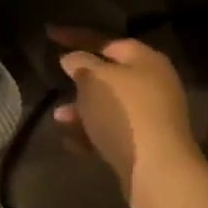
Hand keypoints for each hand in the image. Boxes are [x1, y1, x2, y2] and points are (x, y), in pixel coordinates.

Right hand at [47, 28, 202, 207]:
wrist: (157, 170)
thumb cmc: (124, 112)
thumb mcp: (94, 79)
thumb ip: (80, 63)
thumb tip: (72, 59)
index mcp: (146, 60)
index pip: (106, 41)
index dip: (77, 37)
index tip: (50, 36)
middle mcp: (153, 84)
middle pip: (109, 75)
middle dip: (80, 81)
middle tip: (58, 82)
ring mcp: (151, 116)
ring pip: (108, 106)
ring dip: (81, 111)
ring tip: (59, 119)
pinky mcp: (145, 145)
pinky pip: (112, 132)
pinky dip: (91, 134)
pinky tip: (72, 142)